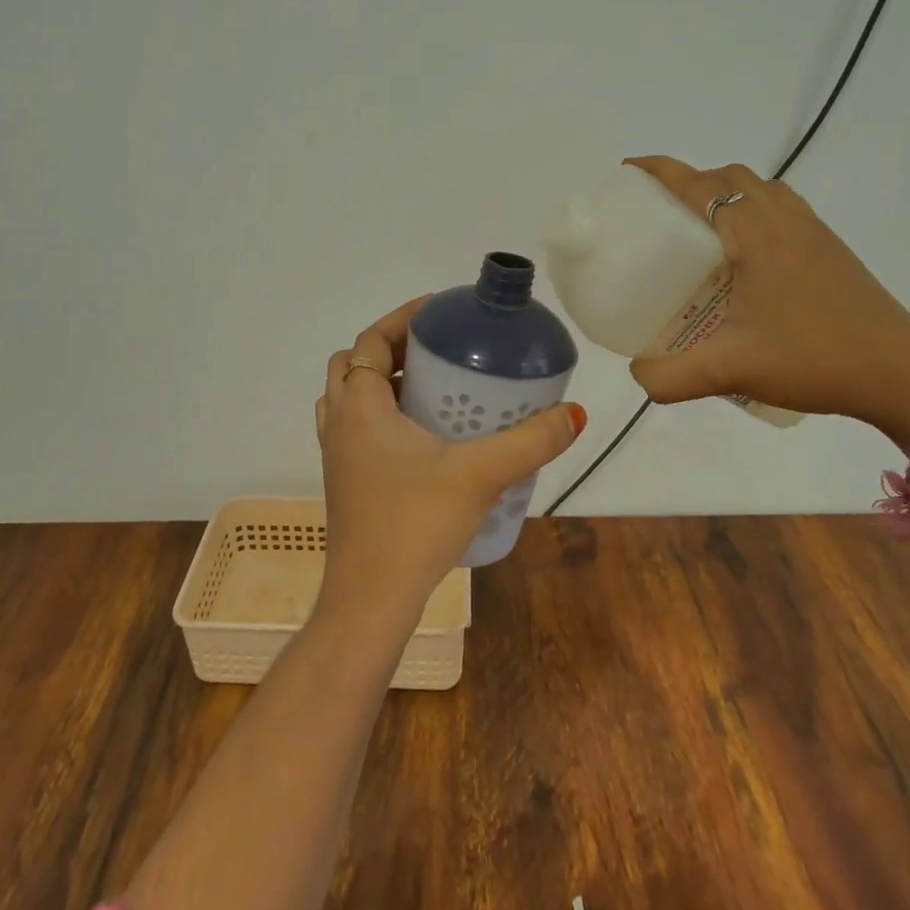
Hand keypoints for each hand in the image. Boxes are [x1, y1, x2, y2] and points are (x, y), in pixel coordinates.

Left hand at [315, 298, 584, 629]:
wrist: (370, 599)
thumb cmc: (415, 524)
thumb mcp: (480, 475)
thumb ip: (530, 442)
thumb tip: (574, 414)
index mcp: (360, 406)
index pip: (370, 341)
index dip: (401, 318)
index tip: (438, 310)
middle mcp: (339, 422)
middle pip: (354, 364)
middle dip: (390, 348)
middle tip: (436, 350)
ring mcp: (336, 454)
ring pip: (349, 398)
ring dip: (380, 382)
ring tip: (429, 387)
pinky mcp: (343, 481)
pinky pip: (354, 428)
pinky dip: (378, 415)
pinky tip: (420, 438)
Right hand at [624, 157, 909, 448]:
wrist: (905, 376)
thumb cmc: (815, 359)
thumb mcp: (731, 371)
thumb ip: (670, 376)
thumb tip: (637, 374)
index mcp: (757, 234)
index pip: (701, 186)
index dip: (662, 172)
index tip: (629, 170)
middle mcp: (785, 220)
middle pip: (731, 177)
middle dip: (689, 180)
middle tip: (658, 210)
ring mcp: (813, 233)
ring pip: (761, 190)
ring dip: (724, 192)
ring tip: (696, 228)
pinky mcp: (829, 251)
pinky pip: (781, 209)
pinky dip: (751, 210)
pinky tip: (741, 256)